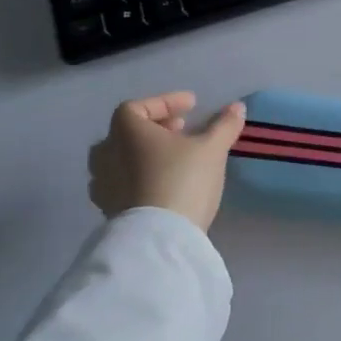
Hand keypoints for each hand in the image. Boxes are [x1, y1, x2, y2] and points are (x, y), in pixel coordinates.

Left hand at [88, 92, 246, 231]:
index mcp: (126, 132)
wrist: (159, 237)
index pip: (137, 107)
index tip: (191, 106)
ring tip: (171, 159)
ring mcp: (103, 185)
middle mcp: (106, 154)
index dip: (165, 102)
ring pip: (121, 160)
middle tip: (181, 130)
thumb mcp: (212, 149)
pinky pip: (122, 184)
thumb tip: (237, 107)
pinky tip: (160, 185)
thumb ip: (224, 126)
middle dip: (154, 128)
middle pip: (125, 133)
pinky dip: (139, 178)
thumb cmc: (183, 180)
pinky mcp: (109, 210)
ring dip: (144, 155)